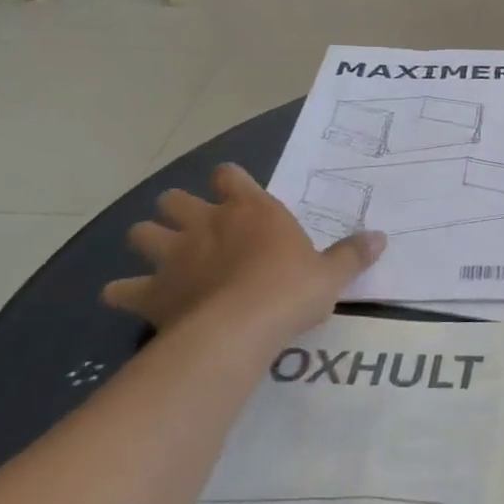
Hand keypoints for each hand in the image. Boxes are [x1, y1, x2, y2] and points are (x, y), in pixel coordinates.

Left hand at [104, 164, 384, 341]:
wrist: (241, 328)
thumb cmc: (290, 290)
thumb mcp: (331, 273)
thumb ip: (352, 254)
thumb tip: (382, 237)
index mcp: (250, 210)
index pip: (230, 175)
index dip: (229, 181)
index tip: (236, 192)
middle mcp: (206, 223)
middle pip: (174, 199)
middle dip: (178, 209)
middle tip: (195, 228)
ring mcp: (173, 256)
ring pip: (141, 233)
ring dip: (148, 241)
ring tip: (164, 259)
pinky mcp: (151, 292)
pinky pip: (121, 289)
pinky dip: (125, 293)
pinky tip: (134, 300)